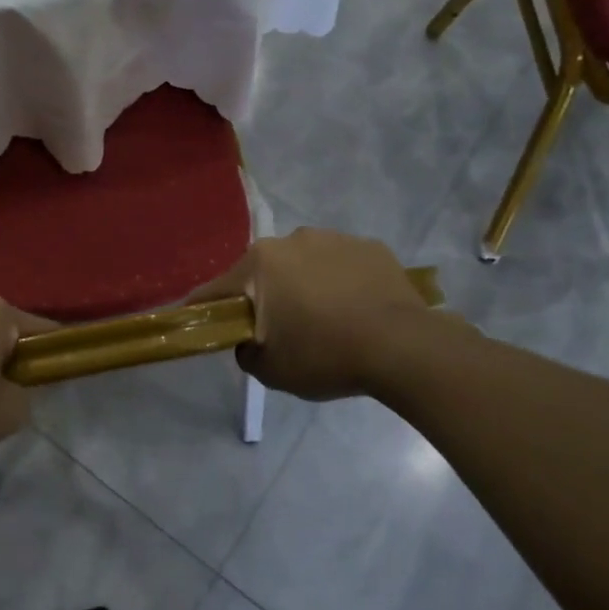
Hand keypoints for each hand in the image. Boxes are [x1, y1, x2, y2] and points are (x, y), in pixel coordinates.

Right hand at [188, 228, 470, 400]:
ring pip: (303, 264)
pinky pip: (342, 265)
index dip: (206, 310)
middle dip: (264, 296)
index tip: (204, 325)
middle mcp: (291, 240)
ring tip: (326, 320)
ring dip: (304, 286)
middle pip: (263, 272)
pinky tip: (356, 311)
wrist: (404, 347)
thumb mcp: (271, 371)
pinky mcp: (370, 246)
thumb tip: (249, 341)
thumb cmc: (326, 356)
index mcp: (259, 264)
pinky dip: (340, 283)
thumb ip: (246, 352)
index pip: (216, 289)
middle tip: (280, 331)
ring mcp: (334, 238)